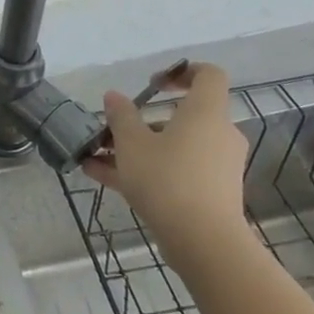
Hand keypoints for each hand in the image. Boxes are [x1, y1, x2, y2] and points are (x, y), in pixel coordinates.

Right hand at [84, 62, 250, 271]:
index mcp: (205, 113)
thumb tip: (113, 97)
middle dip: (141, 121)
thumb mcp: (131, 144)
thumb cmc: (167, 179)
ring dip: (135, 148)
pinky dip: (145, 170)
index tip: (152, 84)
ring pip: (172, 146)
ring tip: (96, 157)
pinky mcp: (209, 192)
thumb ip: (121, 116)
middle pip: (181, 115)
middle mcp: (217, 134)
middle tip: (111, 129)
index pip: (209, 75)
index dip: (182, 71)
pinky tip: (102, 177)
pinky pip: (174, 170)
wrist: (203, 241)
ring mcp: (216, 165)